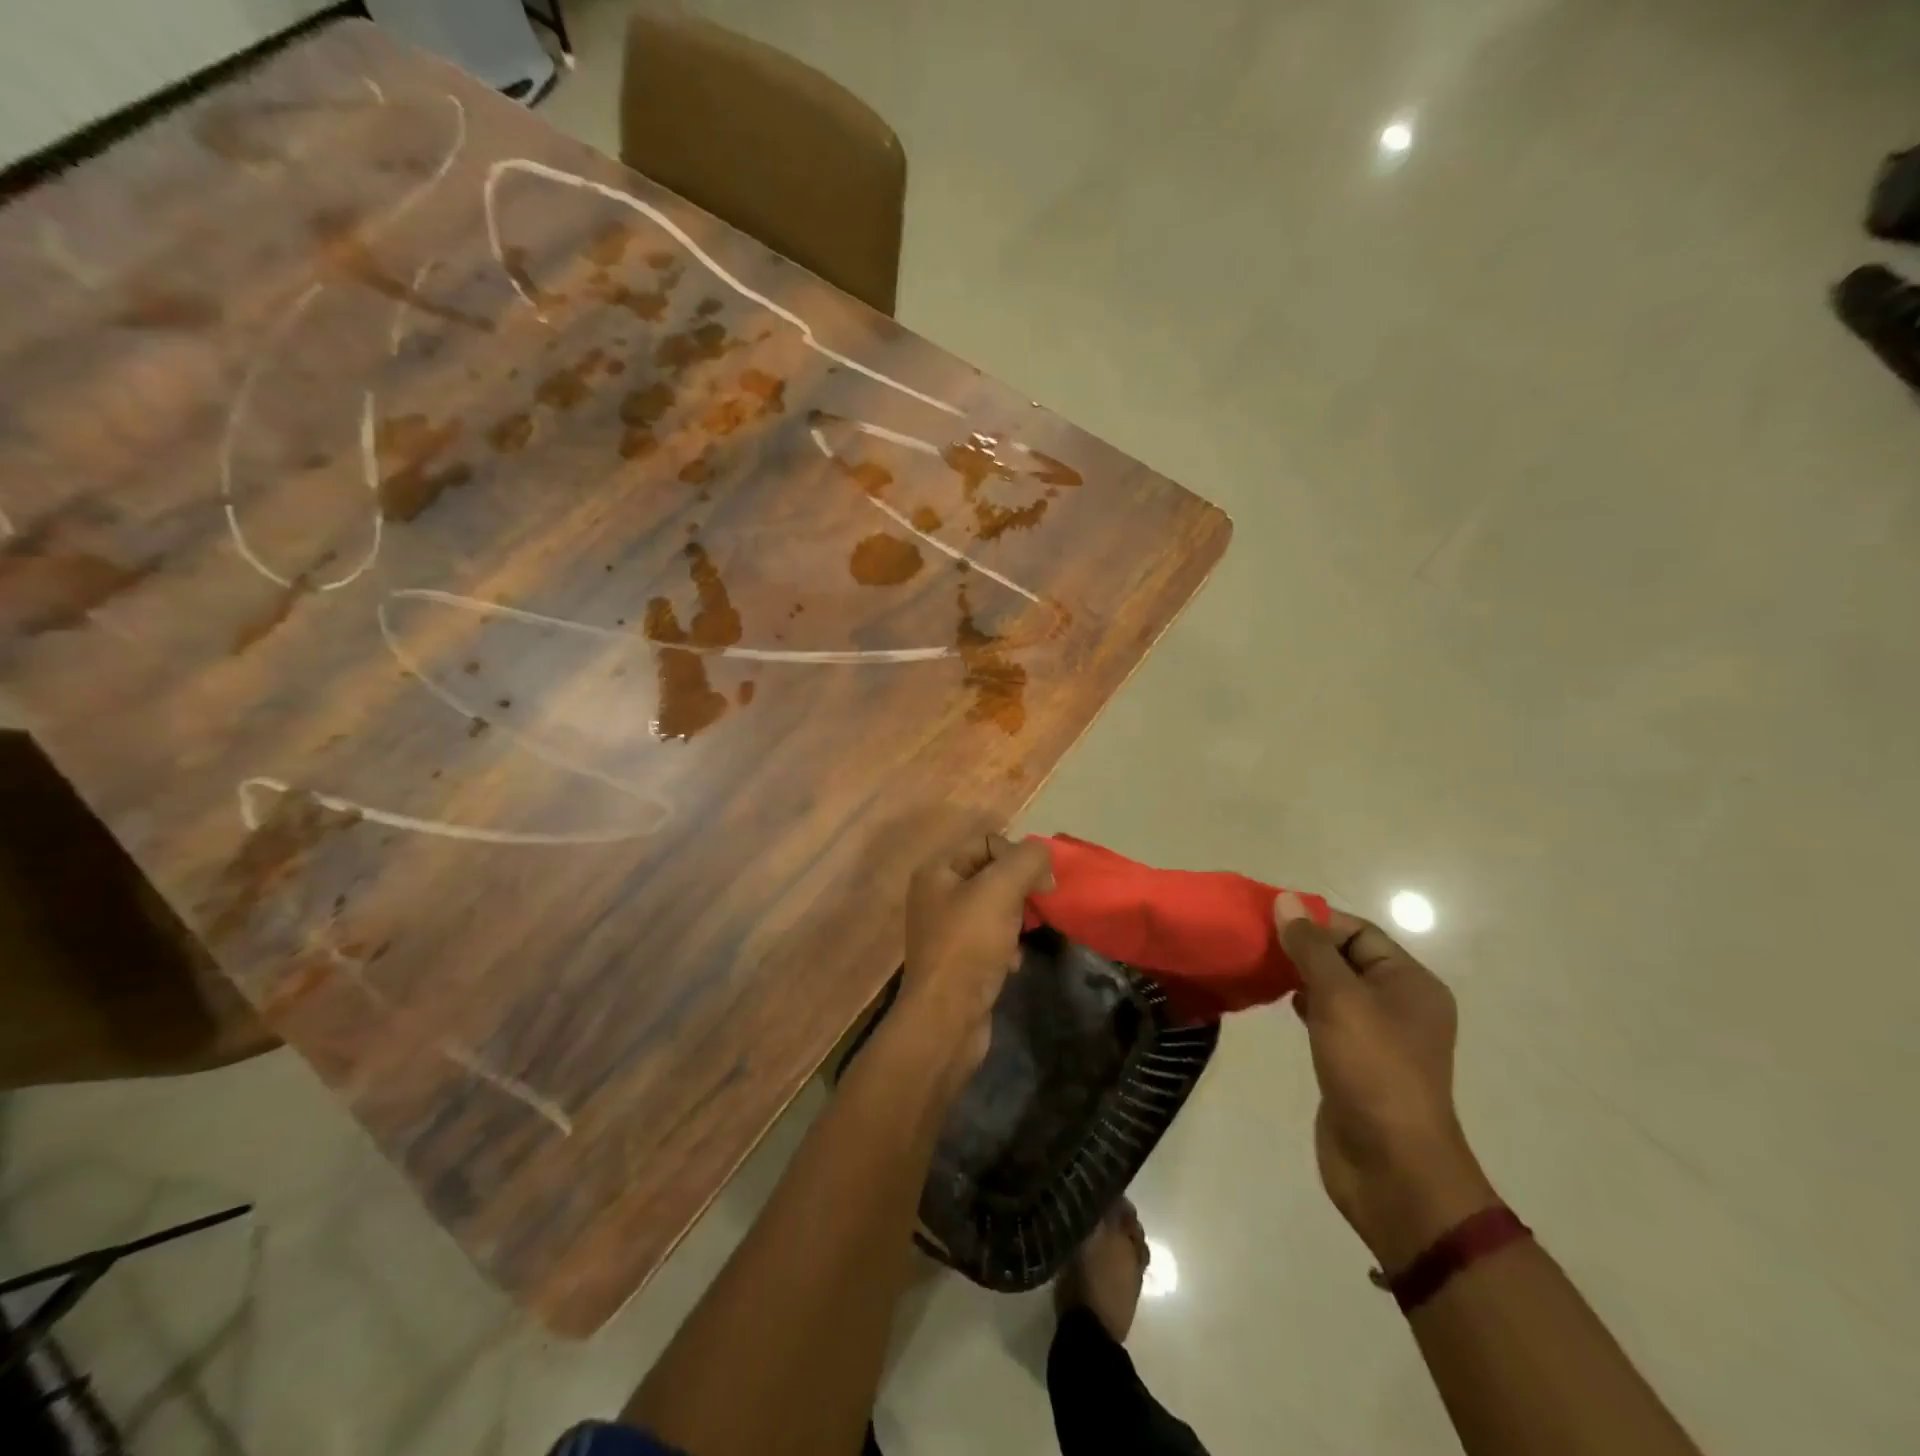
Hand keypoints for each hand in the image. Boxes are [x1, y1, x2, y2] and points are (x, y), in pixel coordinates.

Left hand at [898, 819, 1054, 1077]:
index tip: (1041, 884)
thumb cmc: (969, 946)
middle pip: (992, 874)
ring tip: (1022, 937)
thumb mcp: (1001, 890)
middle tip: (1037, 908)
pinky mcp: (958, 960)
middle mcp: (936, 895)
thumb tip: (1043, 854)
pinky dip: (1008, 946)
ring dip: (1016, 918)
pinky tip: (1014, 962)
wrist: (946, 1020)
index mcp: (937, 871)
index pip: (987, 841)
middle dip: (1020, 889)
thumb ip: (1027, 860)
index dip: (1018, 856)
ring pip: (995, 907)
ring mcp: (945, 929)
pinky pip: (990, 938)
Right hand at [1276, 895, 1498, 1271]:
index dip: (1315, 919)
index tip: (1267, 916)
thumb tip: (1285, 899)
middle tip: (1255, 939)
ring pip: (1333, 987)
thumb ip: (1310, 948)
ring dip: (1299, 974)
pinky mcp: (1355, 1061)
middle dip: (1302, 945)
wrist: (1391, 1167)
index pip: (1359, 932)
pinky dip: (1303, 1003)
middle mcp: (1399, 1004)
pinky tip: (1277, 1001)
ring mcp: (1377, 1035)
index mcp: (1410, 983)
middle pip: (1345, 957)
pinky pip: (1327, 1017)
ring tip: (1258, 965)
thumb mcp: (1340, 998)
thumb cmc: (1372, 1070)